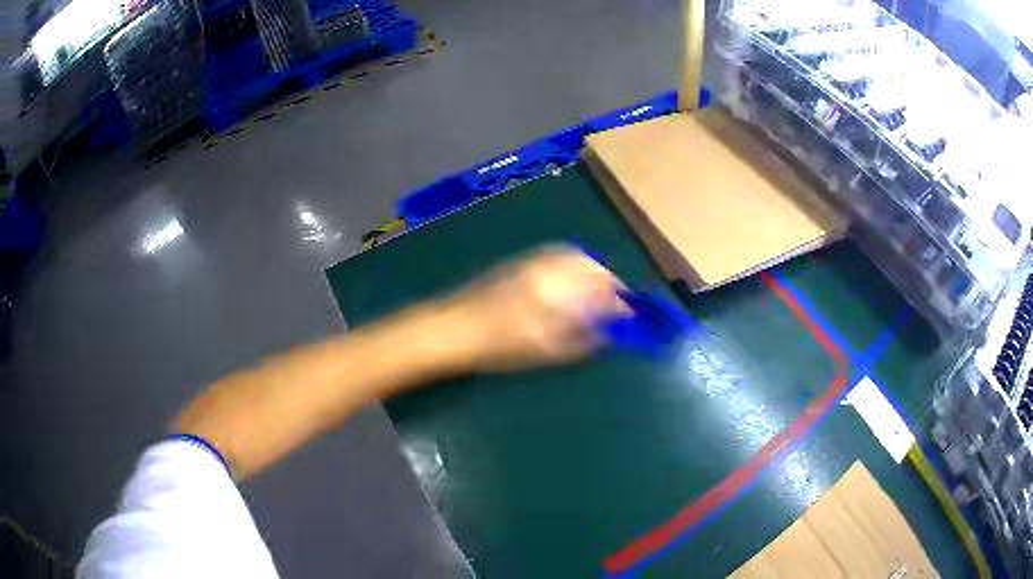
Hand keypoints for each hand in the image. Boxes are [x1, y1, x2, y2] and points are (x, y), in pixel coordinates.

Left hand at [439, 244, 630, 370]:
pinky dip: (574, 267)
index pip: (602, 289)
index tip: (631, 315)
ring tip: (599, 294)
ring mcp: (532, 262)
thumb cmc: (499, 344)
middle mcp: (549, 268)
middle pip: (591, 267)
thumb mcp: (546, 349)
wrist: (453, 327)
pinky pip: (557, 258)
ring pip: (575, 259)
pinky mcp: (519, 263)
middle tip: (618, 304)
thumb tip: (609, 332)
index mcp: (558, 288)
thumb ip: (583, 338)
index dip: (620, 302)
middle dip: (609, 284)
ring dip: (593, 273)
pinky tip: (571, 285)